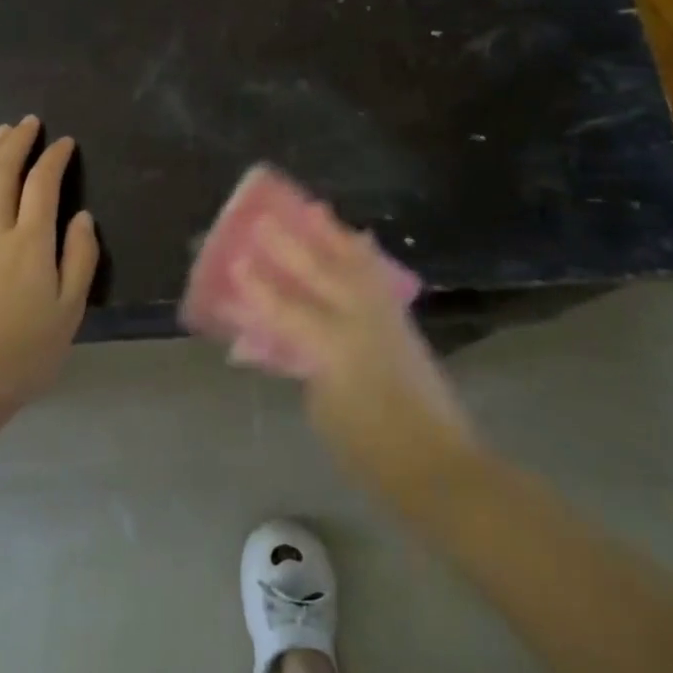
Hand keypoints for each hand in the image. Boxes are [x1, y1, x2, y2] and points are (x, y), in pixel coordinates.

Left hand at [0, 116, 98, 404]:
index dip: (55, 158)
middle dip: (18, 143)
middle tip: (28, 123)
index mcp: (32, 242)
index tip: (65, 142)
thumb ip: (80, 258)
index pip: (44, 185)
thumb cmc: (28, 351)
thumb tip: (82, 216)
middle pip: (4, 175)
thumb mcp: (71, 309)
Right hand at [232, 208, 479, 506]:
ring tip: (315, 210)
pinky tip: (357, 241)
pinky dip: (363, 255)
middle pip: (322, 273)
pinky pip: (376, 276)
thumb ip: (304, 366)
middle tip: (264, 219)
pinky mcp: (402, 322)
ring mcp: (385, 317)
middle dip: (291, 245)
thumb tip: (290, 340)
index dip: (259, 287)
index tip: (237, 261)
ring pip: (355, 264)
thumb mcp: (323, 410)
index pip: (287, 309)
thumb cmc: (369, 448)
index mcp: (334, 347)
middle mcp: (360, 321)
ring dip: (332, 236)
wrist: (435, 462)